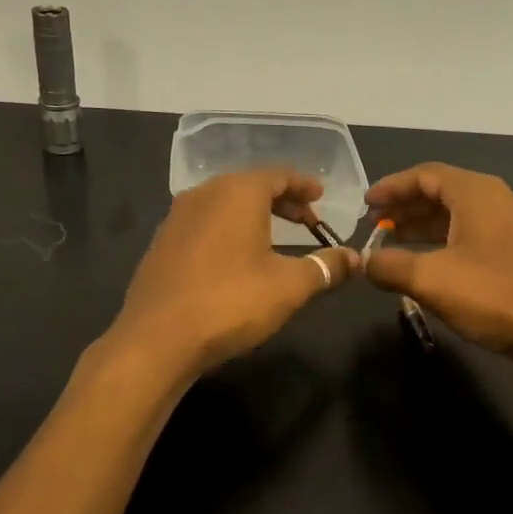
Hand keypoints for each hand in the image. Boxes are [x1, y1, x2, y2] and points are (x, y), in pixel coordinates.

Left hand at [108, 170, 359, 375]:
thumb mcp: (290, 286)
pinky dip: (228, 230)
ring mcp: (177, 217)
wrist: (157, 338)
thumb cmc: (231, 302)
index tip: (321, 196)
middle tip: (307, 220)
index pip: (279, 175)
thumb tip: (356, 258)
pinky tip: (237, 258)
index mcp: (238, 192)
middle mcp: (204, 194)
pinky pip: (205, 223)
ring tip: (275, 238)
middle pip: (250, 186)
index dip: (304, 185)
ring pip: (224, 204)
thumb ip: (326, 267)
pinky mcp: (162, 243)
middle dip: (282, 201)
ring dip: (254, 215)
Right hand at [363, 163, 512, 367]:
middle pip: (443, 191)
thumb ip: (390, 266)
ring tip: (396, 244)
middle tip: (376, 226)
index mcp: (477, 193)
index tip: (365, 205)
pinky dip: (446, 241)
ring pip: (460, 215)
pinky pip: (475, 234)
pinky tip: (432, 265)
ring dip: (425, 226)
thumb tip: (363, 262)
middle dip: (406, 207)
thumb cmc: (495, 295)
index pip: (425, 174)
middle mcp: (498, 199)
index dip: (391, 187)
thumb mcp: (431, 280)